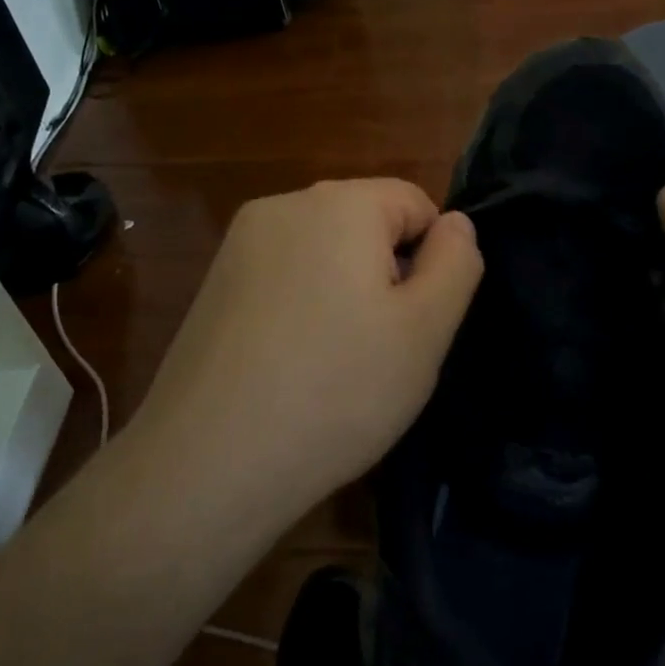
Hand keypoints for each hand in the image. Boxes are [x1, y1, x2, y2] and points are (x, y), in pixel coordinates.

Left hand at [135, 179, 483, 518]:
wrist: (208, 463)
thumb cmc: (336, 391)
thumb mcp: (426, 330)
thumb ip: (456, 262)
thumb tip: (455, 222)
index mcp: (340, 202)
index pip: (415, 203)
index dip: (430, 260)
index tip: (414, 322)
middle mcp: (284, 204)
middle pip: (366, 222)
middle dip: (385, 273)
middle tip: (378, 347)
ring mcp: (240, 242)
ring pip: (324, 250)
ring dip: (343, 290)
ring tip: (332, 361)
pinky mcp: (214, 280)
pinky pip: (284, 274)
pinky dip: (301, 304)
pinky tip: (289, 363)